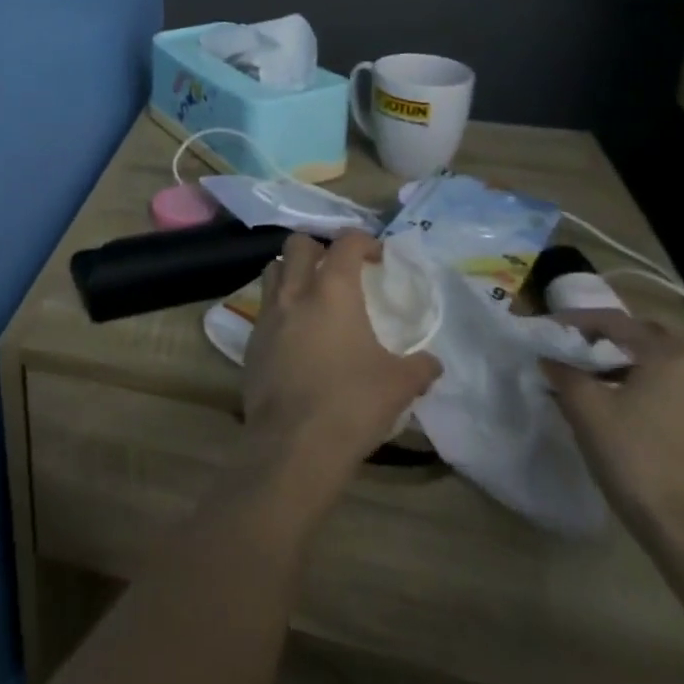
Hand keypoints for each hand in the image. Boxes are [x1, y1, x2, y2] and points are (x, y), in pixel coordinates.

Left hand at [243, 232, 441, 481]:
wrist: (294, 441)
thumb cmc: (351, 403)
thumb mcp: (399, 385)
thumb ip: (419, 367)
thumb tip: (432, 364)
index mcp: (332, 290)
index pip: (345, 243)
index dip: (363, 241)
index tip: (377, 256)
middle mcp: (294, 292)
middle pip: (297, 244)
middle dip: (319, 248)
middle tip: (339, 270)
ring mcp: (267, 314)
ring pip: (273, 269)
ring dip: (292, 271)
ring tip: (313, 294)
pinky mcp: (251, 339)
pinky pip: (264, 307)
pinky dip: (280, 307)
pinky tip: (297, 334)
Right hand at [541, 311, 683, 558]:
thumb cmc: (636, 458)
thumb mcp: (585, 408)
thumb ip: (562, 372)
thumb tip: (549, 357)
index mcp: (667, 357)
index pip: (614, 320)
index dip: (573, 320)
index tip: (543, 329)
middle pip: (643, 339)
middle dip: (605, 337)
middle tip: (571, 345)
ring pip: (654, 368)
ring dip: (617, 365)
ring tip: (582, 379)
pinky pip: (662, 394)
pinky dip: (633, 389)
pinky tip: (610, 411)